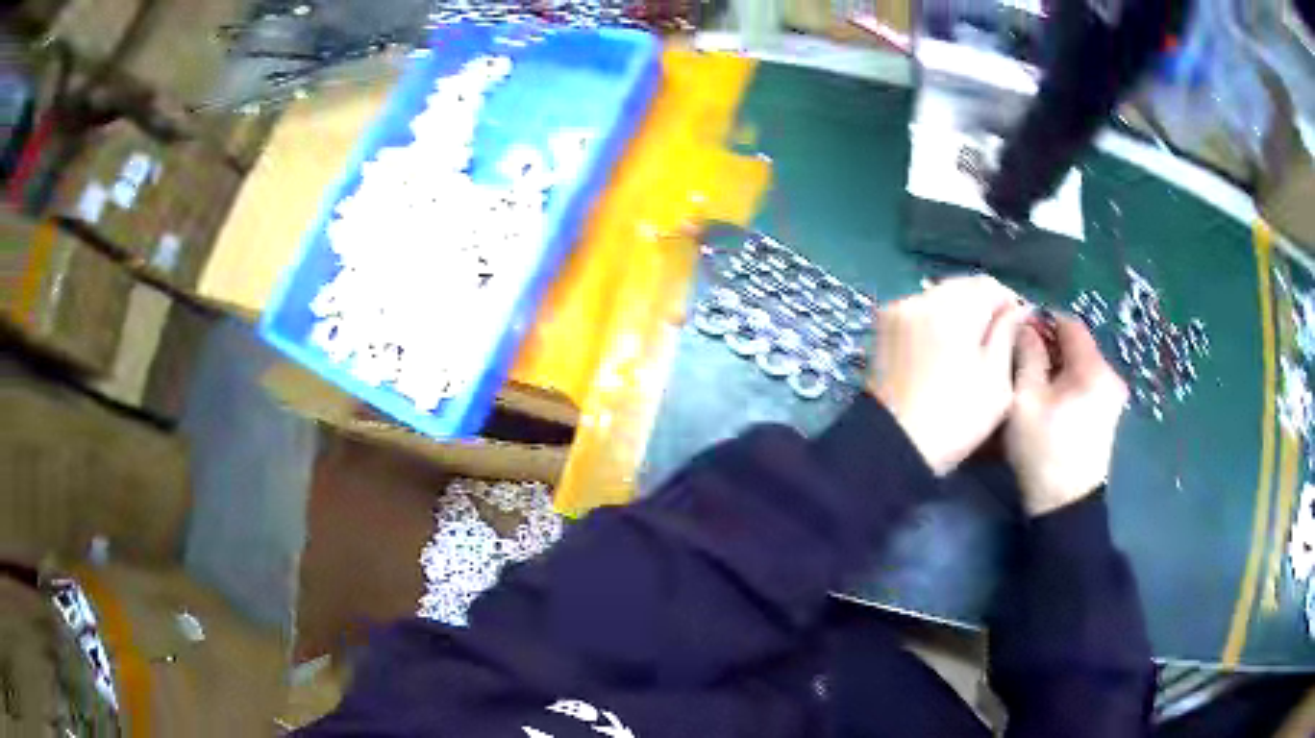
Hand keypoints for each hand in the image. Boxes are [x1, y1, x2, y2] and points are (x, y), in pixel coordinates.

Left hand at [871, 276, 1028, 474]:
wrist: (892, 446)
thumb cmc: (955, 419)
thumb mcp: (996, 382)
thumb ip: (1008, 336)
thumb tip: (1019, 309)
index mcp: (953, 308)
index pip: (989, 286)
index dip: (1009, 302)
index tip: (1018, 327)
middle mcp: (922, 298)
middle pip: (962, 287)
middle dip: (983, 306)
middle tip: (997, 339)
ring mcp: (898, 310)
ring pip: (939, 296)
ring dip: (959, 312)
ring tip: (970, 346)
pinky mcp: (882, 327)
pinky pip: (918, 310)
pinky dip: (935, 321)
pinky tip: (944, 350)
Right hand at [1007, 315, 1128, 516]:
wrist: (1065, 506)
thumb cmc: (1044, 451)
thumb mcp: (1025, 401)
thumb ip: (1027, 356)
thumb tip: (1025, 326)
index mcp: (1094, 368)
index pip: (1069, 324)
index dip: (1042, 322)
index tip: (1019, 334)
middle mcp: (1111, 375)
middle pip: (1077, 345)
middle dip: (1050, 347)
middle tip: (1022, 361)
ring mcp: (1113, 396)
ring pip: (1081, 365)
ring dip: (1058, 366)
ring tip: (1034, 384)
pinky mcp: (1109, 413)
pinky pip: (1087, 383)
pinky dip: (1069, 383)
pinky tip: (1051, 401)